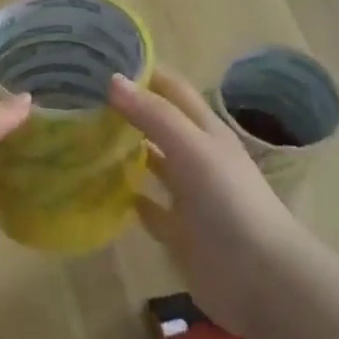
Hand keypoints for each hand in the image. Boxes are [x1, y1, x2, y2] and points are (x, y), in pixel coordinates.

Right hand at [109, 67, 310, 338]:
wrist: (259, 276)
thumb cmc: (228, 201)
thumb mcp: (192, 147)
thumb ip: (153, 115)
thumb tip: (112, 80)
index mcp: (206, 131)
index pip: (171, 89)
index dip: (143, 72)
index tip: (100, 61)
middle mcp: (196, 158)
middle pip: (158, 125)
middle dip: (126, 110)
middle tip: (79, 99)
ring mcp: (188, 196)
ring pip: (151, 164)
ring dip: (124, 152)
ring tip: (82, 138)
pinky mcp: (178, 231)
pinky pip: (147, 208)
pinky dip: (128, 197)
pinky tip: (100, 190)